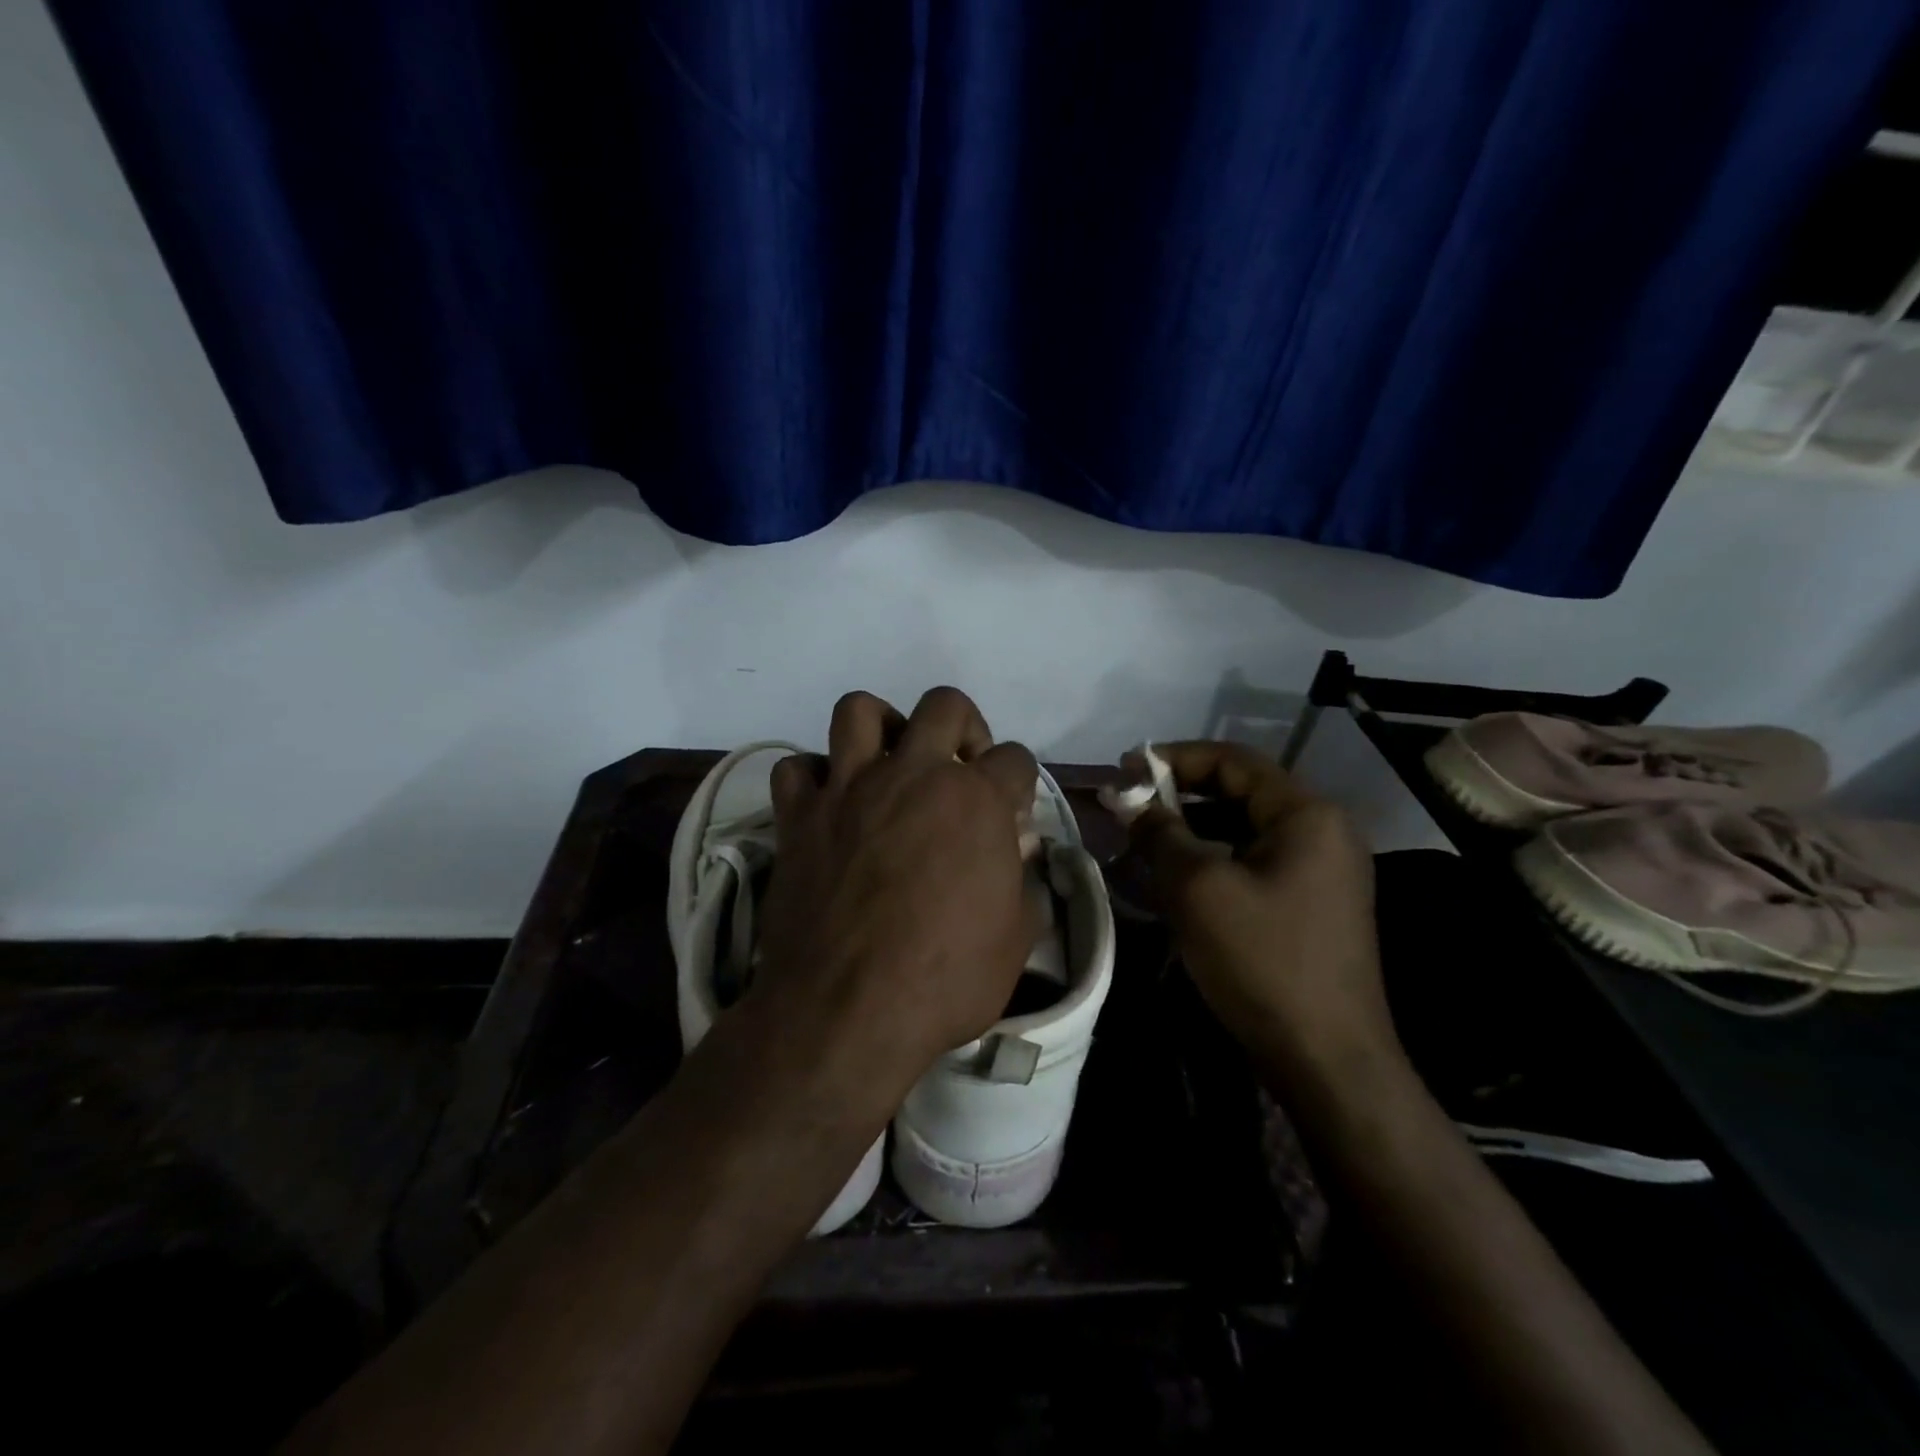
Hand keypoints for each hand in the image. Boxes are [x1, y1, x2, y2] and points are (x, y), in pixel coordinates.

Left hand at [749, 688, 1040, 1107]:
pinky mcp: (799, 816)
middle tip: (959, 768)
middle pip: (945, 704)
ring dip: (881, 726)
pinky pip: (796, 767)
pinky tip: (828, 803)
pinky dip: (812, 777)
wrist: (845, 1012)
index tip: (1012, 811)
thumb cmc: (944, 980)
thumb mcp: (1015, 940)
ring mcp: (850, 789)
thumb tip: (1019, 852)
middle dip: (964, 726)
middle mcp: (914, 775)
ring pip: (859, 710)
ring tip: (889, 762)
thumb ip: (1023, 883)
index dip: (1020, 782)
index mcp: (976, 801)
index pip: (1016, 759)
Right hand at [1126, 741, 1393, 1087]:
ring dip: (1192, 827)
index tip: (1125, 769)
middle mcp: (1323, 831)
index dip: (1174, 758)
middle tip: (1128, 805)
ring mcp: (1322, 870)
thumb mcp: (1198, 889)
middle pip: (1240, 792)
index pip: (1233, 761)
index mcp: (1307, 815)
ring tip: (1144, 838)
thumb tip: (1126, 797)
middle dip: (1179, 794)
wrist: (1328, 1060)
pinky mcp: (1312, 904)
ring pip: (1244, 829)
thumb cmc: (1263, 961)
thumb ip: (1160, 832)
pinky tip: (1177, 877)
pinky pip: (1254, 862)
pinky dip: (1213, 858)